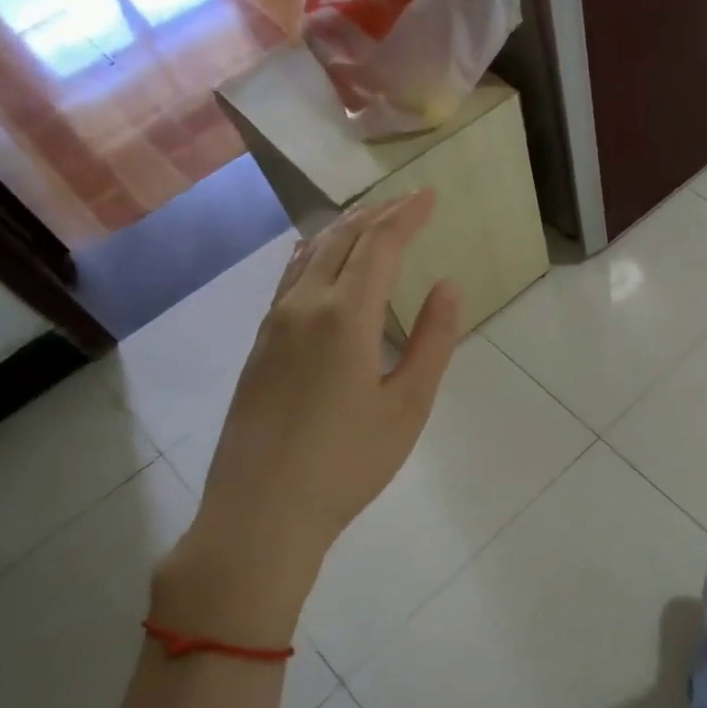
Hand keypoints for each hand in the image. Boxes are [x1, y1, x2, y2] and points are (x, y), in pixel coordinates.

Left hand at [153, 191, 460, 646]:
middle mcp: (303, 307)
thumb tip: (447, 286)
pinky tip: (321, 264)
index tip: (430, 195)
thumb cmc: (349, 463)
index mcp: (345, 317)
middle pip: (341, 241)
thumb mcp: (408, 405)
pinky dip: (316, 256)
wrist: (261, 513)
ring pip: (309, 256)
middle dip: (377, 215)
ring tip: (368, 220)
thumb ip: (433, 341)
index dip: (407, 215)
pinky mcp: (259, 348)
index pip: (379, 246)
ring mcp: (273, 327)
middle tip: (407, 202)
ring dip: (343, 231)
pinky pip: (290, 280)